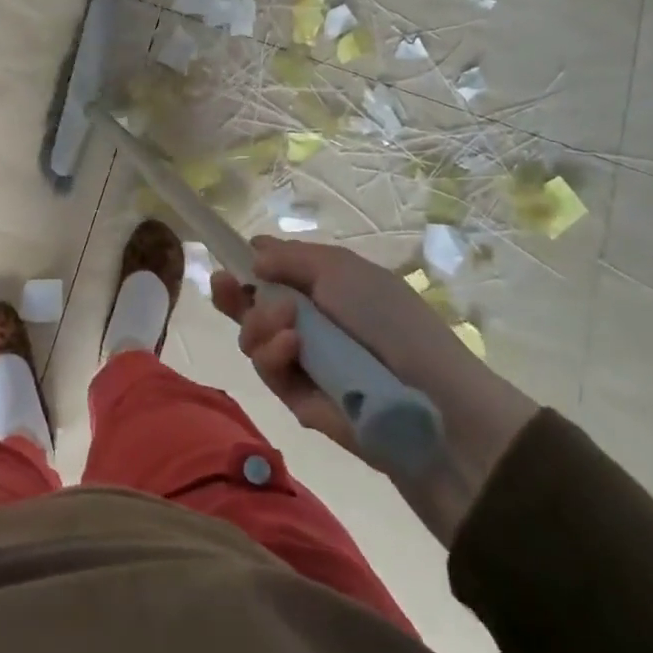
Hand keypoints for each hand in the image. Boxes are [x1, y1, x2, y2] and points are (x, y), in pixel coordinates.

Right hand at [211, 236, 536, 540]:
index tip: (229, 262)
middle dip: (234, 294)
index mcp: (323, 287)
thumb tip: (253, 254)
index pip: (273, 274)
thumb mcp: (341, 270)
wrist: (428, 399)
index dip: (248, 267)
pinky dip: (273, 354)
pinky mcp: (296, 398)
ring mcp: (301, 360)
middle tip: (224, 285)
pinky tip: (291, 347)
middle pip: (251, 306)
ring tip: (287, 325)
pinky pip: (267, 369)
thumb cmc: (389, 319)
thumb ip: (290, 257)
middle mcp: (307, 321)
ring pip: (251, 336)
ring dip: (260, 323)